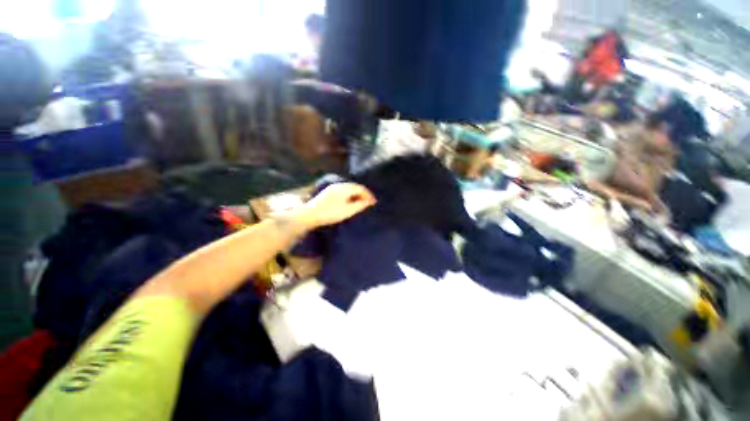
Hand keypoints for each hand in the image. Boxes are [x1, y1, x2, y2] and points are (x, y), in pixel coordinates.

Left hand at [295, 183, 375, 229]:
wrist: (309, 215)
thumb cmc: (330, 213)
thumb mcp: (348, 210)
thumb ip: (360, 205)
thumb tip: (369, 201)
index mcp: (344, 188)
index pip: (360, 188)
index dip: (368, 195)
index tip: (374, 202)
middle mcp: (339, 185)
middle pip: (355, 187)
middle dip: (363, 194)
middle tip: (368, 203)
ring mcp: (332, 188)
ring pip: (349, 189)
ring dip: (356, 195)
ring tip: (361, 203)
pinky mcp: (328, 193)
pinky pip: (343, 191)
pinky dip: (349, 196)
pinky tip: (350, 202)